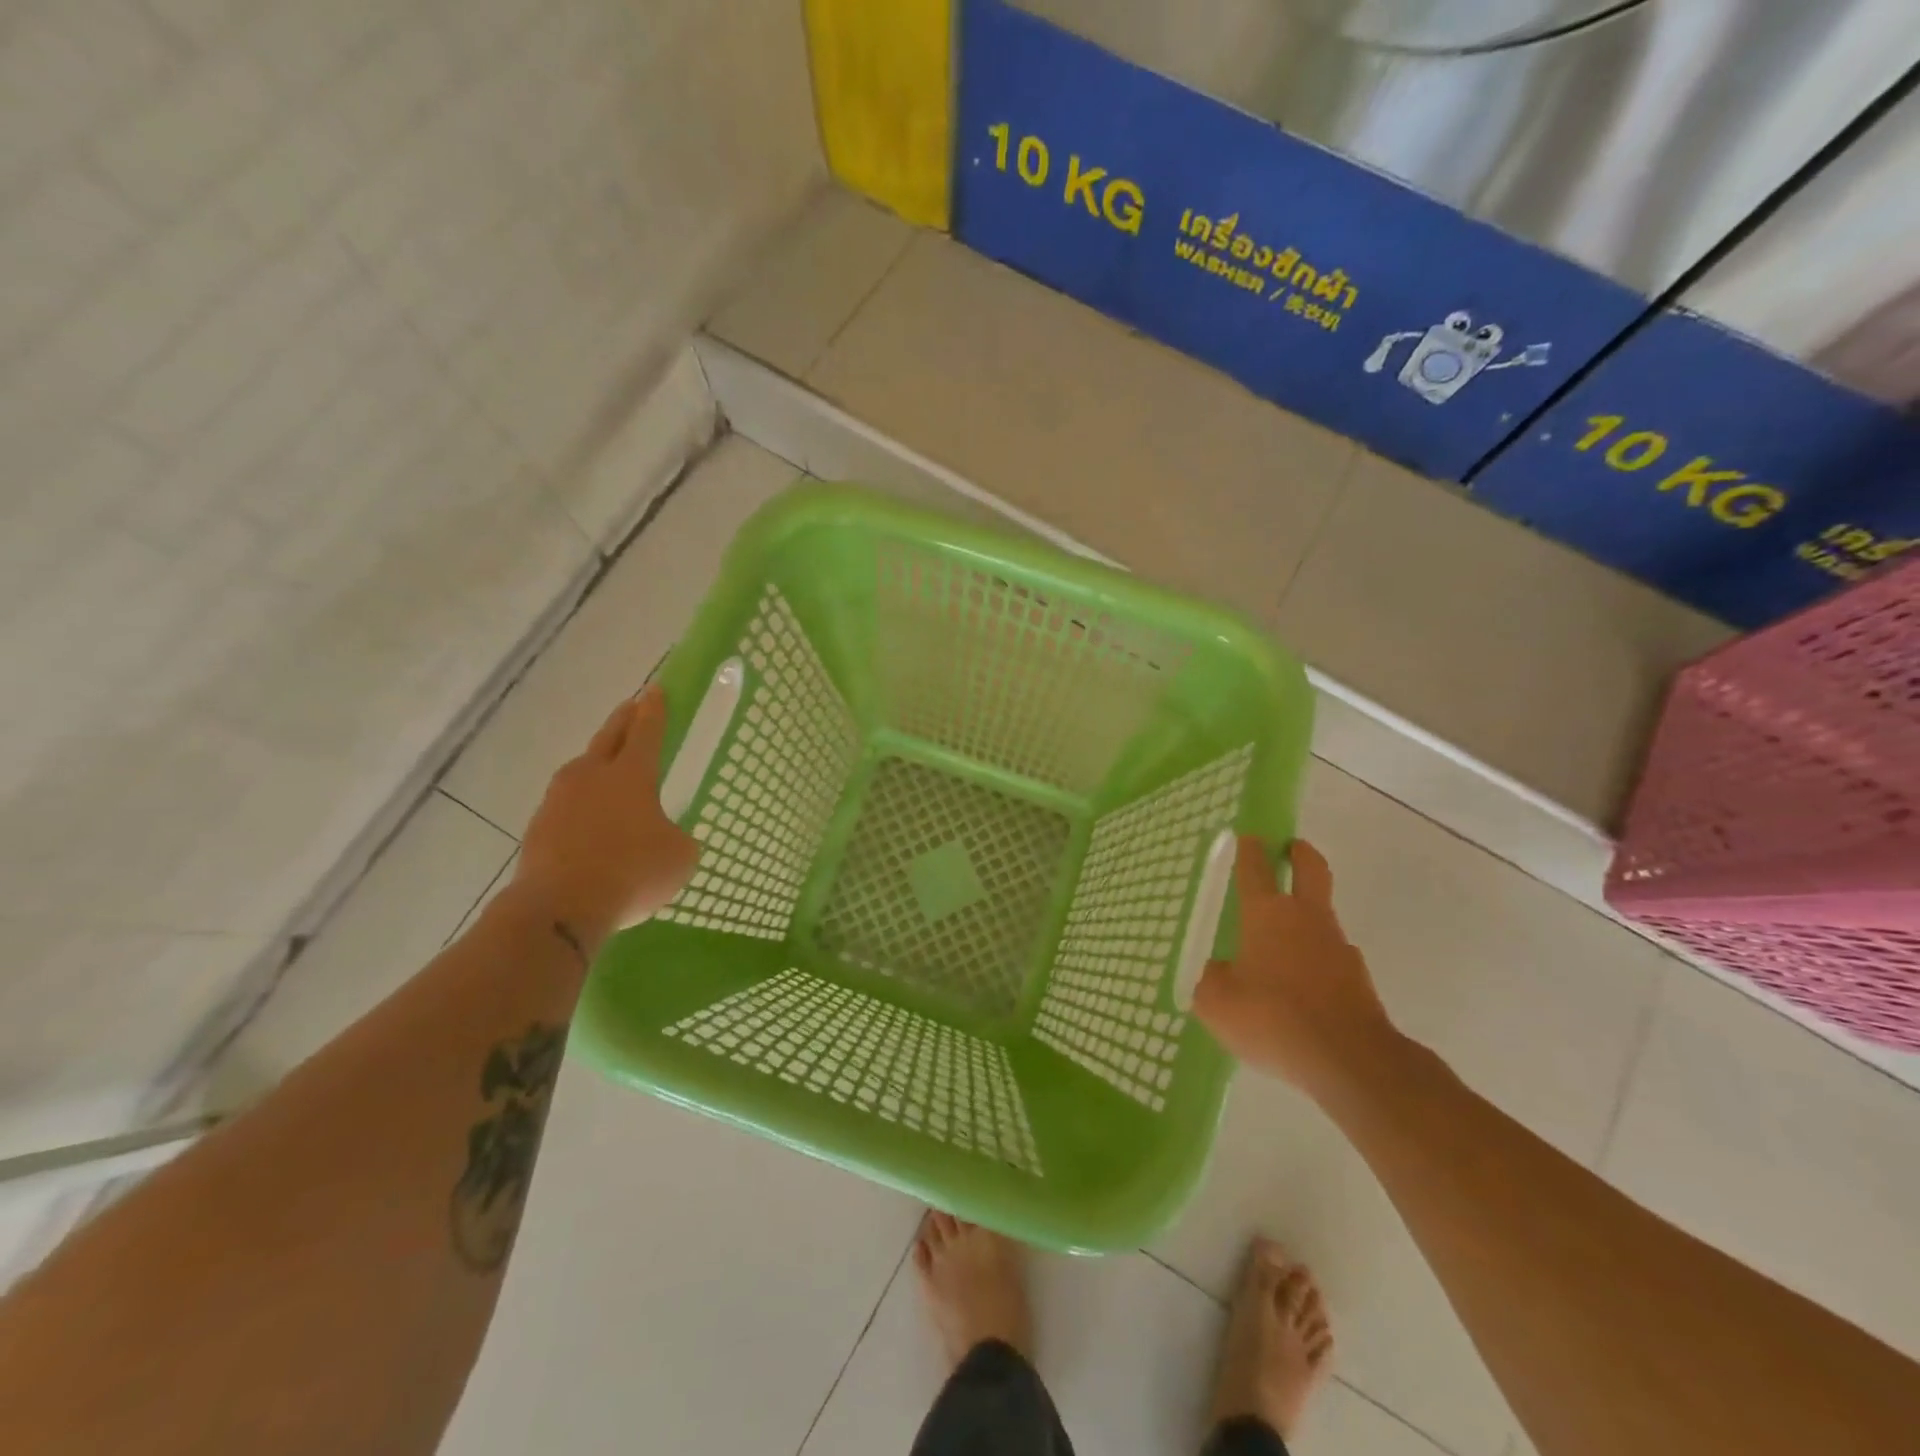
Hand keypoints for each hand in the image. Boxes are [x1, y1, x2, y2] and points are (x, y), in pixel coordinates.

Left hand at [509, 685, 698, 951]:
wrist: (560, 907)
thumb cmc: (631, 872)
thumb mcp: (679, 857)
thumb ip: (678, 839)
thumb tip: (666, 838)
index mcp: (631, 775)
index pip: (647, 732)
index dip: (655, 710)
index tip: (657, 690)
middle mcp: (592, 776)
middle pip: (610, 737)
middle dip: (624, 719)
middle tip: (633, 706)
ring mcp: (559, 800)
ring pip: (582, 769)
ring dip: (597, 762)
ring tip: (608, 766)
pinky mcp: (539, 827)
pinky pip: (566, 804)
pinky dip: (581, 804)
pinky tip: (590, 820)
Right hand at [1192, 837, 1397, 1097]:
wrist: (1351, 1061)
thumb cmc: (1273, 1019)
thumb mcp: (1218, 1004)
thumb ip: (1211, 981)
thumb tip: (1219, 971)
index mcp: (1266, 914)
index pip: (1255, 868)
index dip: (1249, 849)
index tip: (1248, 835)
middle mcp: (1305, 918)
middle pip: (1310, 869)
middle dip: (1300, 852)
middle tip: (1290, 847)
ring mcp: (1337, 946)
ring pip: (1321, 915)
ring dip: (1306, 914)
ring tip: (1281, 943)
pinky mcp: (1358, 978)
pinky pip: (1330, 957)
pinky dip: (1316, 960)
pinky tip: (1301, 989)